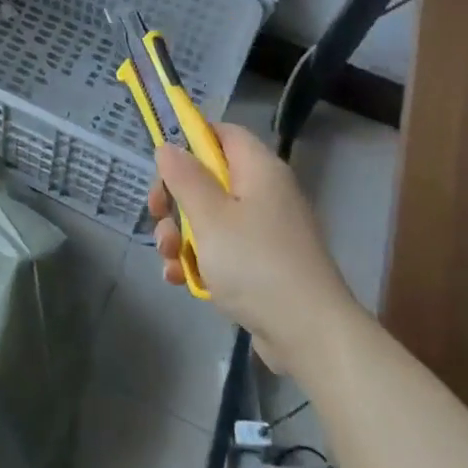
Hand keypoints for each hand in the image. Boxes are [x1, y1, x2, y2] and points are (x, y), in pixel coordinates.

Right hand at [148, 123, 358, 373]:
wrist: (310, 334)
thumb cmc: (255, 263)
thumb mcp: (209, 216)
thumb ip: (185, 178)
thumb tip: (169, 147)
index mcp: (259, 170)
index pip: (223, 133)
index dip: (190, 140)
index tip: (163, 164)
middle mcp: (266, 193)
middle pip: (210, 178)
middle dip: (177, 198)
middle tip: (157, 215)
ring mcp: (267, 231)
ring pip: (211, 217)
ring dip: (182, 235)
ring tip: (168, 258)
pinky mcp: (264, 265)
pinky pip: (224, 250)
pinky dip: (201, 260)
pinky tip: (180, 279)